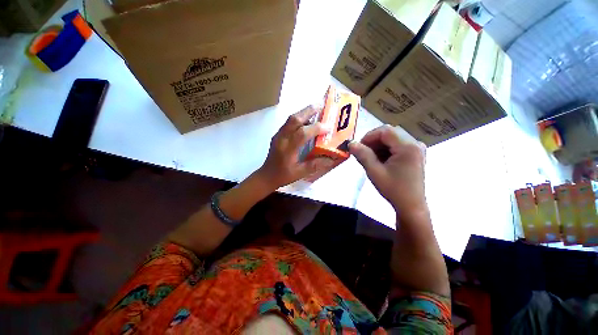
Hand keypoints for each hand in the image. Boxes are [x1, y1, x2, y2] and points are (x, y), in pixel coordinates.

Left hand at [256, 106, 331, 189]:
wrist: (267, 175)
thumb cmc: (283, 175)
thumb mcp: (300, 173)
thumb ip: (315, 165)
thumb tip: (331, 159)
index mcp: (288, 149)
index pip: (302, 134)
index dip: (316, 128)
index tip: (328, 127)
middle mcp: (282, 138)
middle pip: (294, 120)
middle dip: (308, 111)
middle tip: (322, 105)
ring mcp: (278, 135)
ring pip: (291, 119)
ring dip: (304, 112)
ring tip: (316, 108)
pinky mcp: (278, 135)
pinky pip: (289, 122)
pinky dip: (299, 118)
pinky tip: (306, 119)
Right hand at [349, 125, 427, 213]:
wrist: (411, 206)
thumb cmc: (393, 189)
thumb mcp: (374, 172)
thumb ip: (362, 155)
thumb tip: (351, 143)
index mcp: (408, 147)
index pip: (385, 131)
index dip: (369, 136)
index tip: (359, 147)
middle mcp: (415, 143)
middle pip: (390, 133)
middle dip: (373, 141)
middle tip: (363, 153)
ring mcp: (417, 149)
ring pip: (393, 138)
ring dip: (379, 146)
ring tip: (371, 158)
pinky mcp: (415, 154)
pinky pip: (397, 145)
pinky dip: (386, 150)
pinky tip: (381, 161)